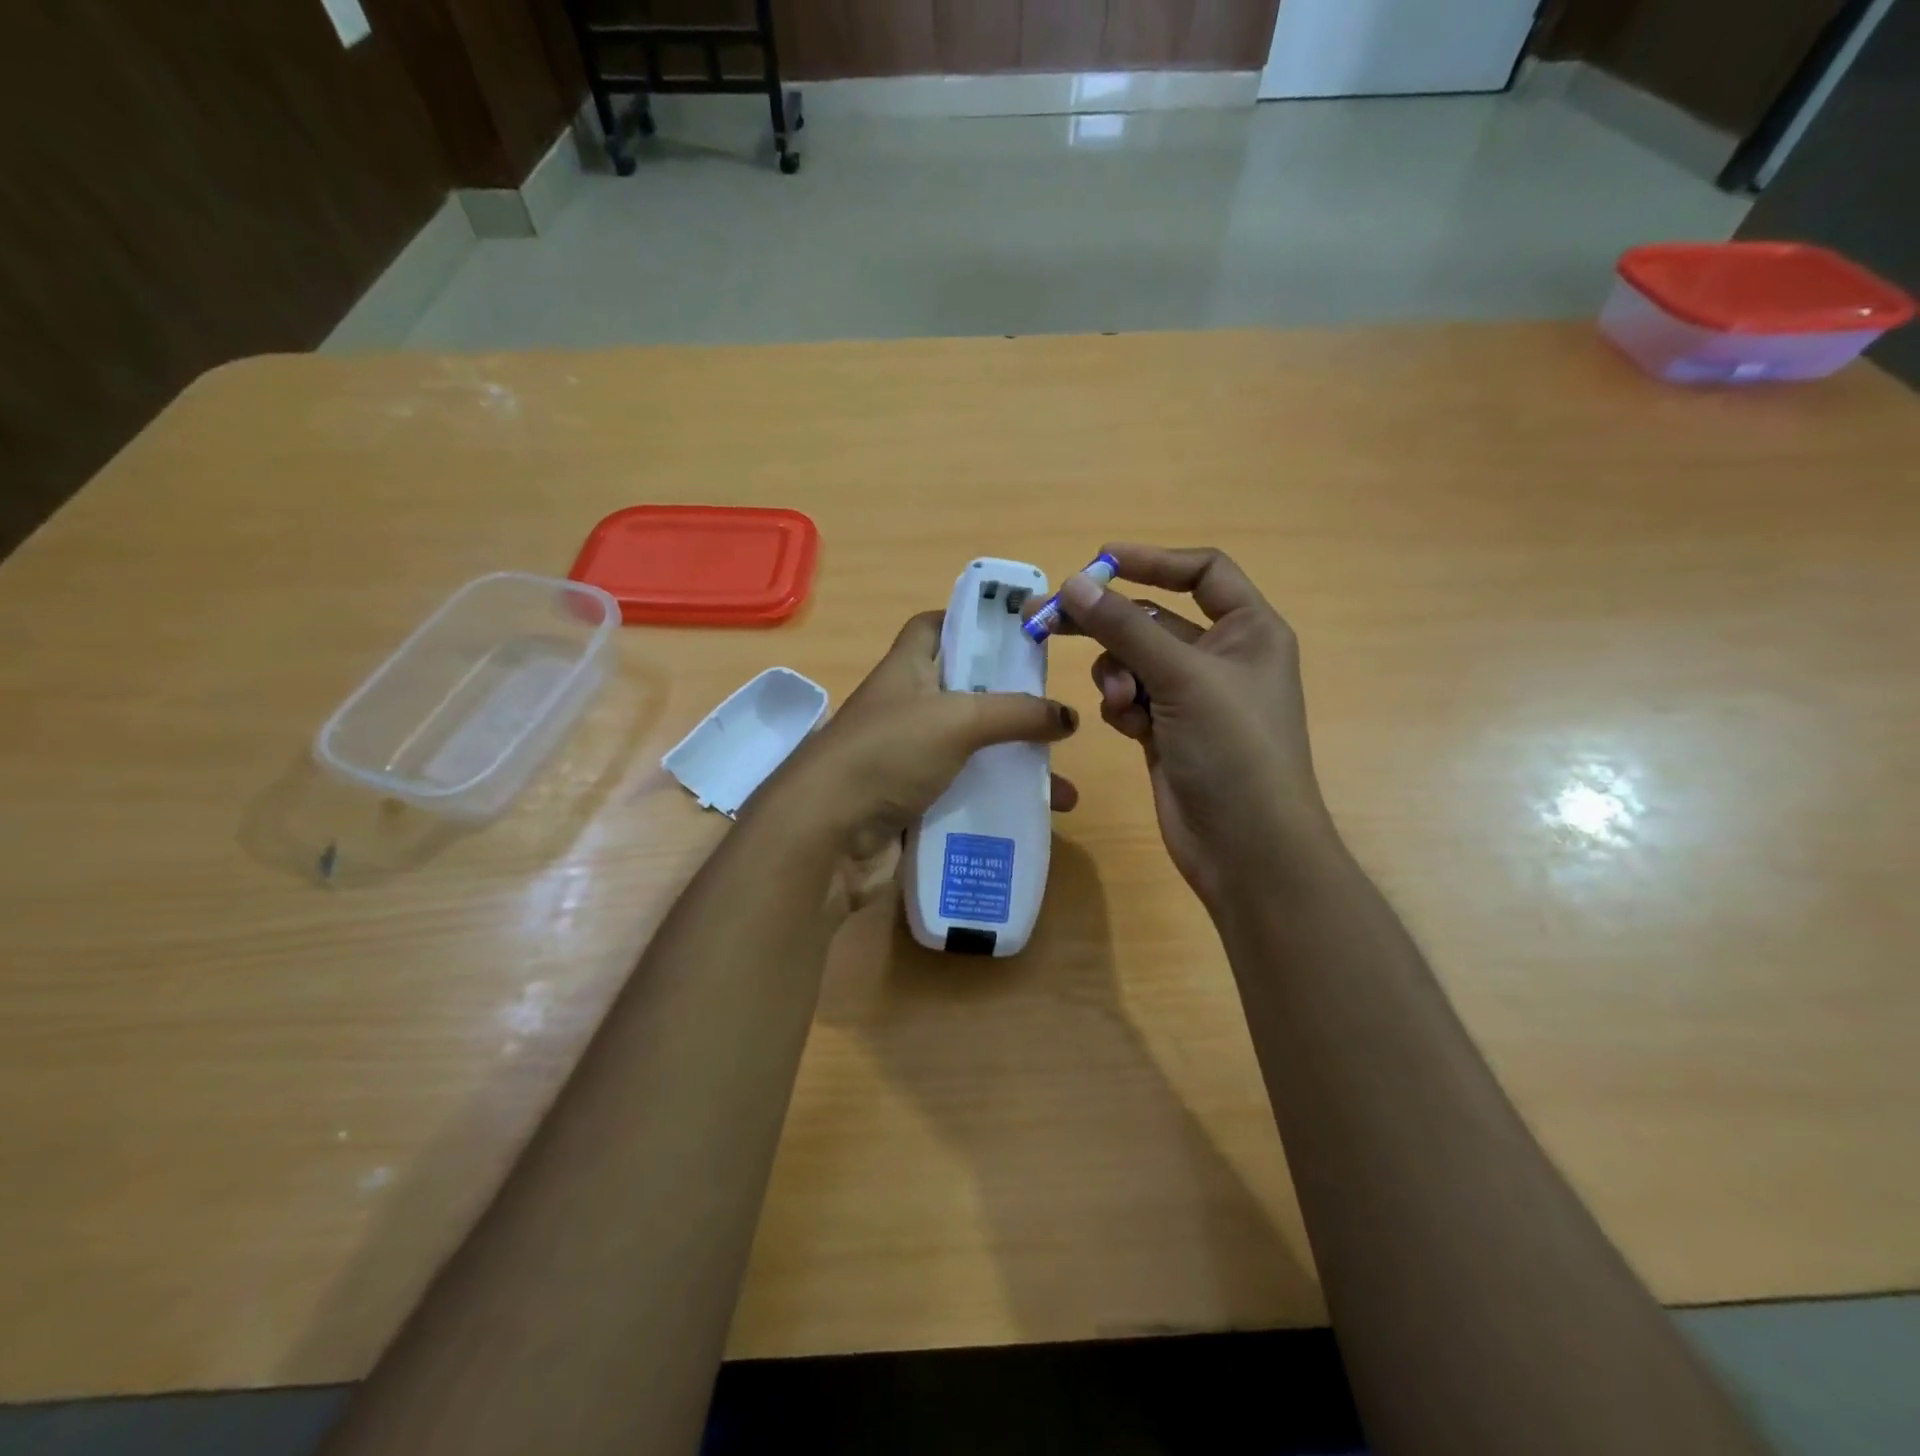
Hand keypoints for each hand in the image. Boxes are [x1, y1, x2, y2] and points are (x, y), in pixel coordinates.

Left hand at [750, 611, 1079, 913]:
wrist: (826, 836)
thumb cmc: (887, 754)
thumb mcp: (957, 720)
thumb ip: (1016, 714)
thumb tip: (1068, 716)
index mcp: (906, 671)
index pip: (934, 627)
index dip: (970, 621)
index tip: (1017, 633)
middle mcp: (906, 711)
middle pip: (965, 695)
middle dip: (1011, 707)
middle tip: (1056, 718)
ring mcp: (907, 762)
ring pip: (971, 755)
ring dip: (1013, 769)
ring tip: (1061, 788)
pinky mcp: (913, 807)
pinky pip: (963, 799)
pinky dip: (995, 807)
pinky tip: (1035, 821)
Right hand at [1051, 545, 1333, 910]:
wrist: (1245, 846)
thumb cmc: (1233, 749)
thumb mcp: (1182, 677)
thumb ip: (1125, 627)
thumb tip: (1074, 583)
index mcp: (1248, 631)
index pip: (1202, 572)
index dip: (1153, 561)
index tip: (1099, 561)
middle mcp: (1221, 657)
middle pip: (1153, 618)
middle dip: (1107, 621)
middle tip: (1046, 617)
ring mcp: (1192, 697)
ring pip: (1134, 662)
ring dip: (1118, 676)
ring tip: (1122, 703)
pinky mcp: (1166, 731)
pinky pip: (1131, 699)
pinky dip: (1123, 708)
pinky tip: (1130, 730)